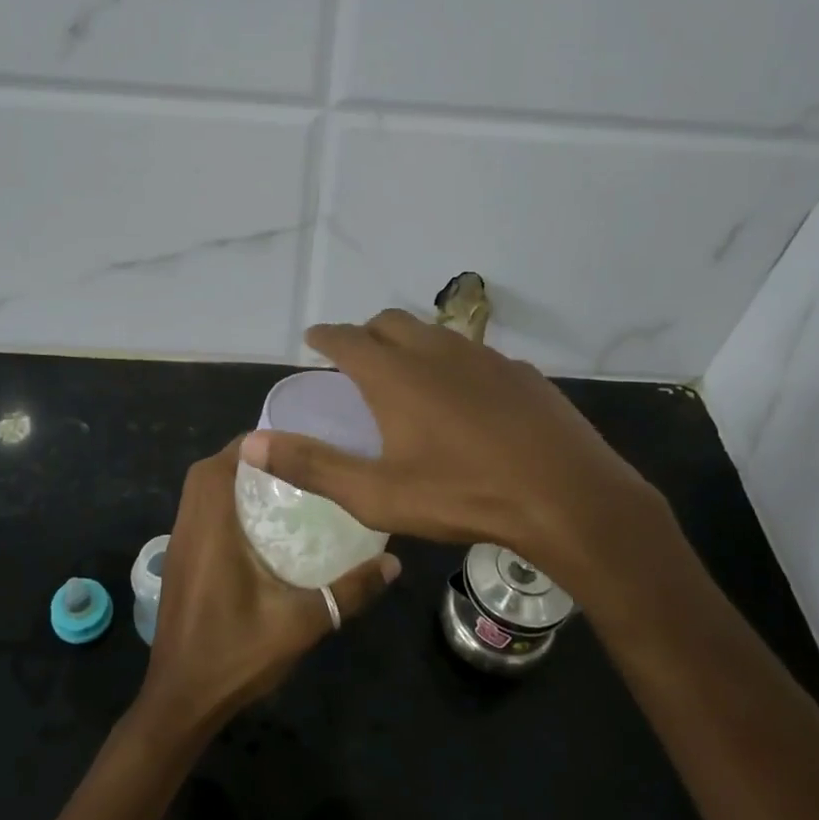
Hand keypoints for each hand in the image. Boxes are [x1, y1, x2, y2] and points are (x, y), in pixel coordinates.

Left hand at [133, 437, 399, 744]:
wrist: (180, 703)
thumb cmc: (235, 656)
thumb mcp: (301, 623)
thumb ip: (348, 592)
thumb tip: (394, 563)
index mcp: (210, 532)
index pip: (220, 466)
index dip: (251, 445)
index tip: (290, 443)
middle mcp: (188, 531)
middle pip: (206, 473)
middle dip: (243, 459)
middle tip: (289, 464)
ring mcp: (177, 549)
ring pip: (198, 495)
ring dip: (230, 482)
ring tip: (279, 488)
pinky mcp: (178, 567)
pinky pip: (197, 516)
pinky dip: (221, 506)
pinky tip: (257, 530)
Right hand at [239, 311, 669, 582]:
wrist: (567, 496)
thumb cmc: (463, 494)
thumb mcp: (377, 493)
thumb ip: (312, 466)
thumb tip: (251, 444)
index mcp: (395, 374)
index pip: (346, 338)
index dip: (325, 336)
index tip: (313, 338)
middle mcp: (437, 351)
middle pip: (390, 323)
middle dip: (366, 333)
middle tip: (356, 357)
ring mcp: (484, 357)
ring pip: (435, 334)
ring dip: (411, 343)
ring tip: (405, 373)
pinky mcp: (520, 373)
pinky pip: (474, 355)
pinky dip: (453, 363)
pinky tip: (464, 398)